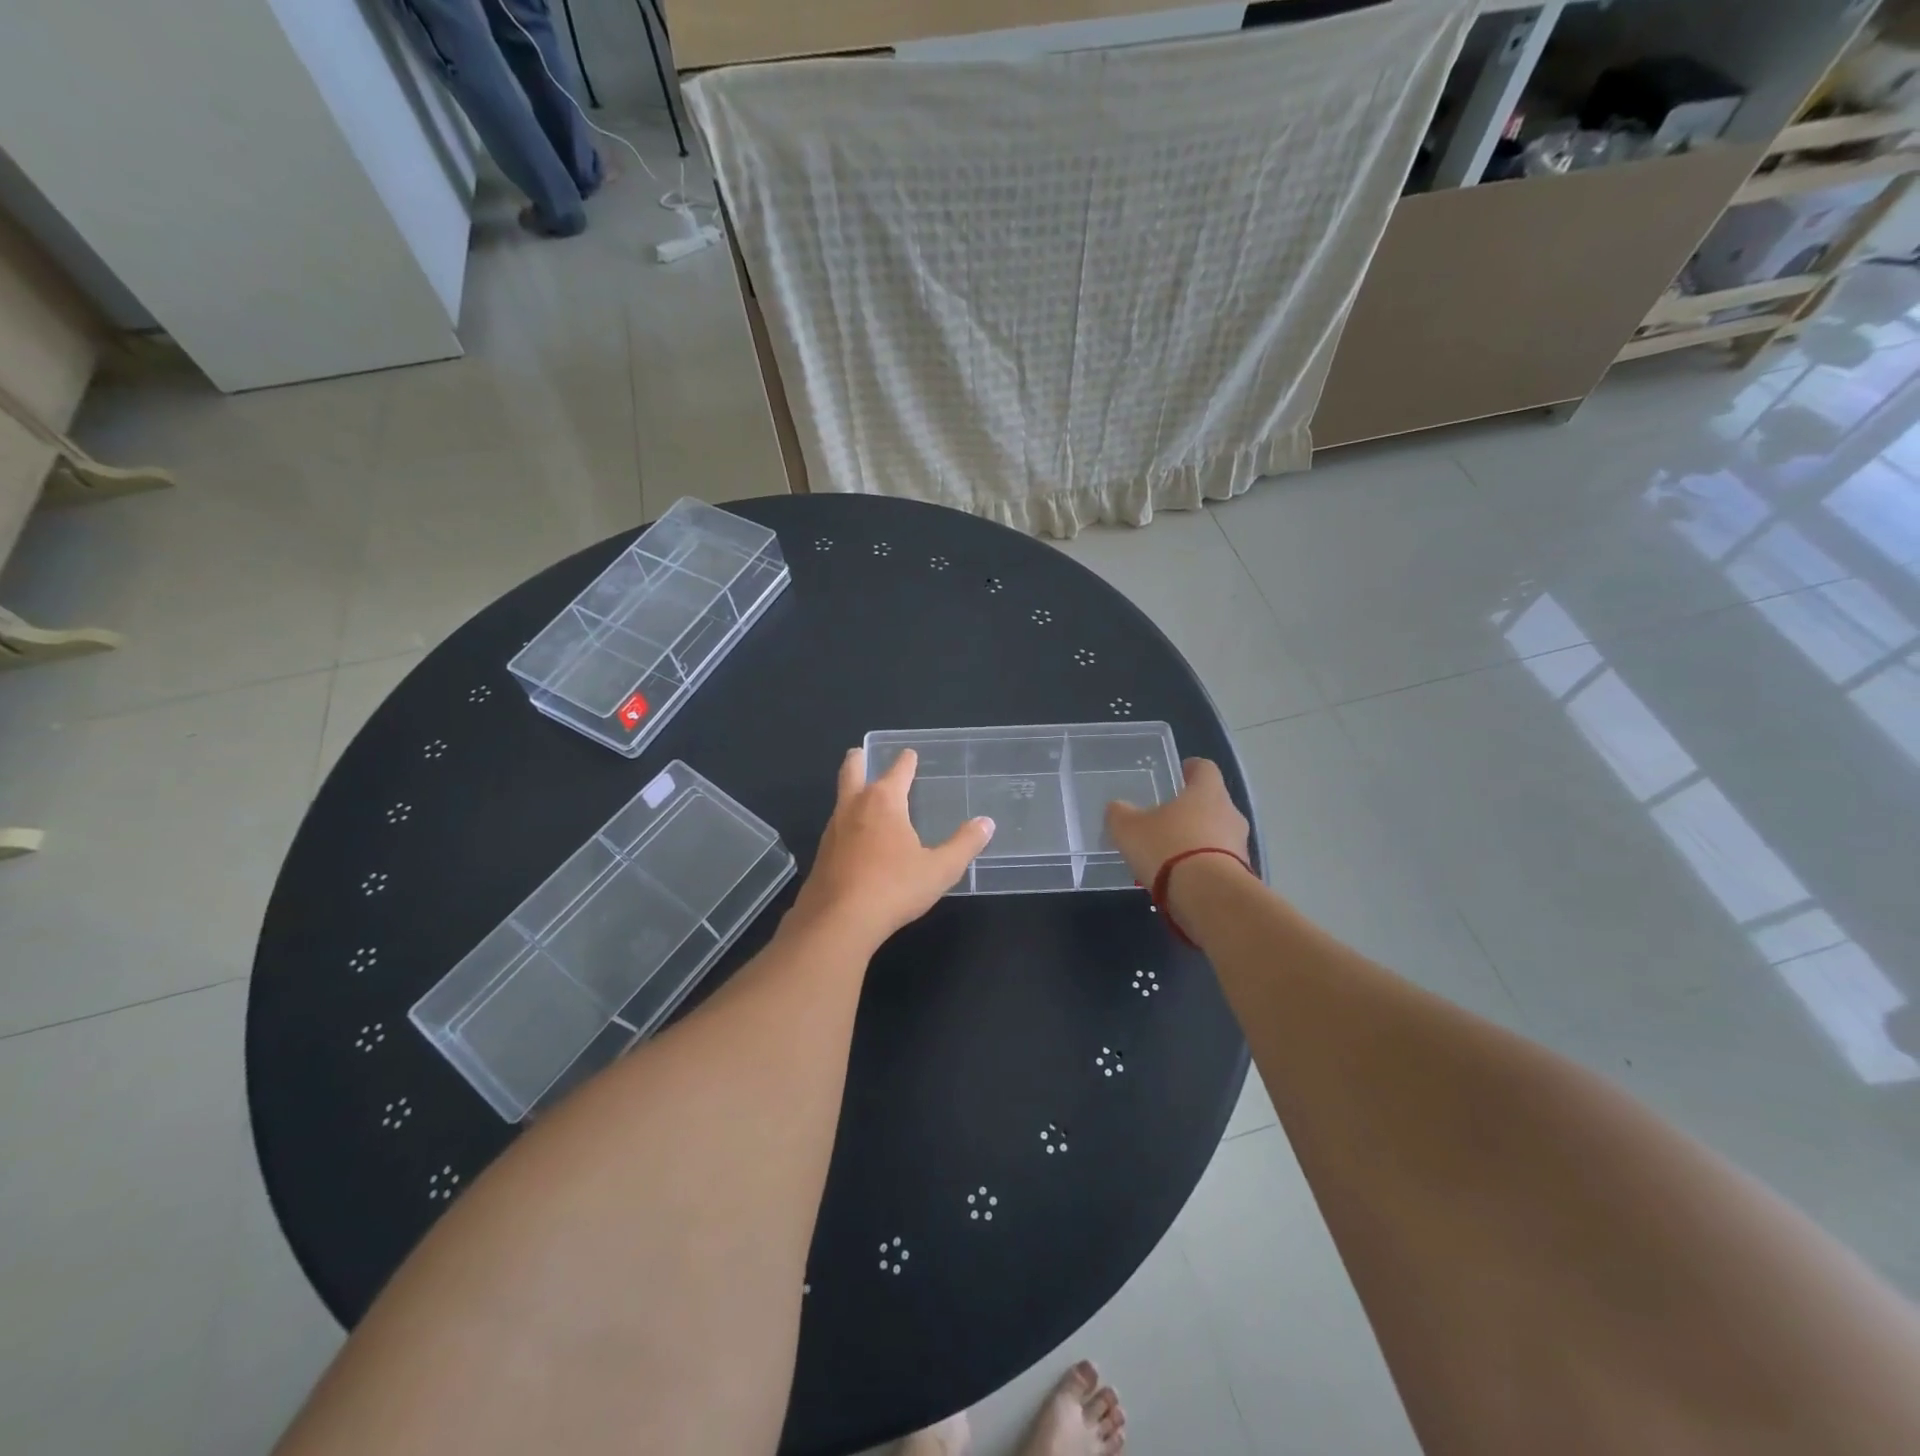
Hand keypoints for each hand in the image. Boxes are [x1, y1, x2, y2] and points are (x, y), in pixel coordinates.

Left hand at [791, 747, 994, 947]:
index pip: (897, 770)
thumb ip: (964, 844)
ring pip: (841, 799)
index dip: (906, 761)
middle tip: (861, 753)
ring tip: (863, 796)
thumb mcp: (939, 869)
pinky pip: (836, 827)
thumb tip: (986, 823)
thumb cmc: (893, 888)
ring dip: (851, 791)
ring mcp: (832, 830)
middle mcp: (854, 807)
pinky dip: (846, 822)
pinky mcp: (822, 855)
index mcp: (884, 801)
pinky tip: (855, 838)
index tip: (910, 754)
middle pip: (852, 771)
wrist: (837, 921)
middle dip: (858, 760)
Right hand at [1105, 757, 1249, 889]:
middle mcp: (1230, 813)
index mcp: (1207, 792)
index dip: (1191, 769)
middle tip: (1167, 819)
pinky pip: (1221, 863)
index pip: (1205, 768)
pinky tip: (1182, 880)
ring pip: (1218, 834)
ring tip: (1172, 856)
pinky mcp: (1242, 875)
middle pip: (1213, 803)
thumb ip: (1120, 814)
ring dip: (1199, 841)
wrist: (1209, 898)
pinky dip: (1204, 867)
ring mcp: (1241, 846)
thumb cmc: (1168, 848)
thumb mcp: (1129, 829)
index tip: (1179, 773)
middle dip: (1192, 810)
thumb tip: (1117, 808)